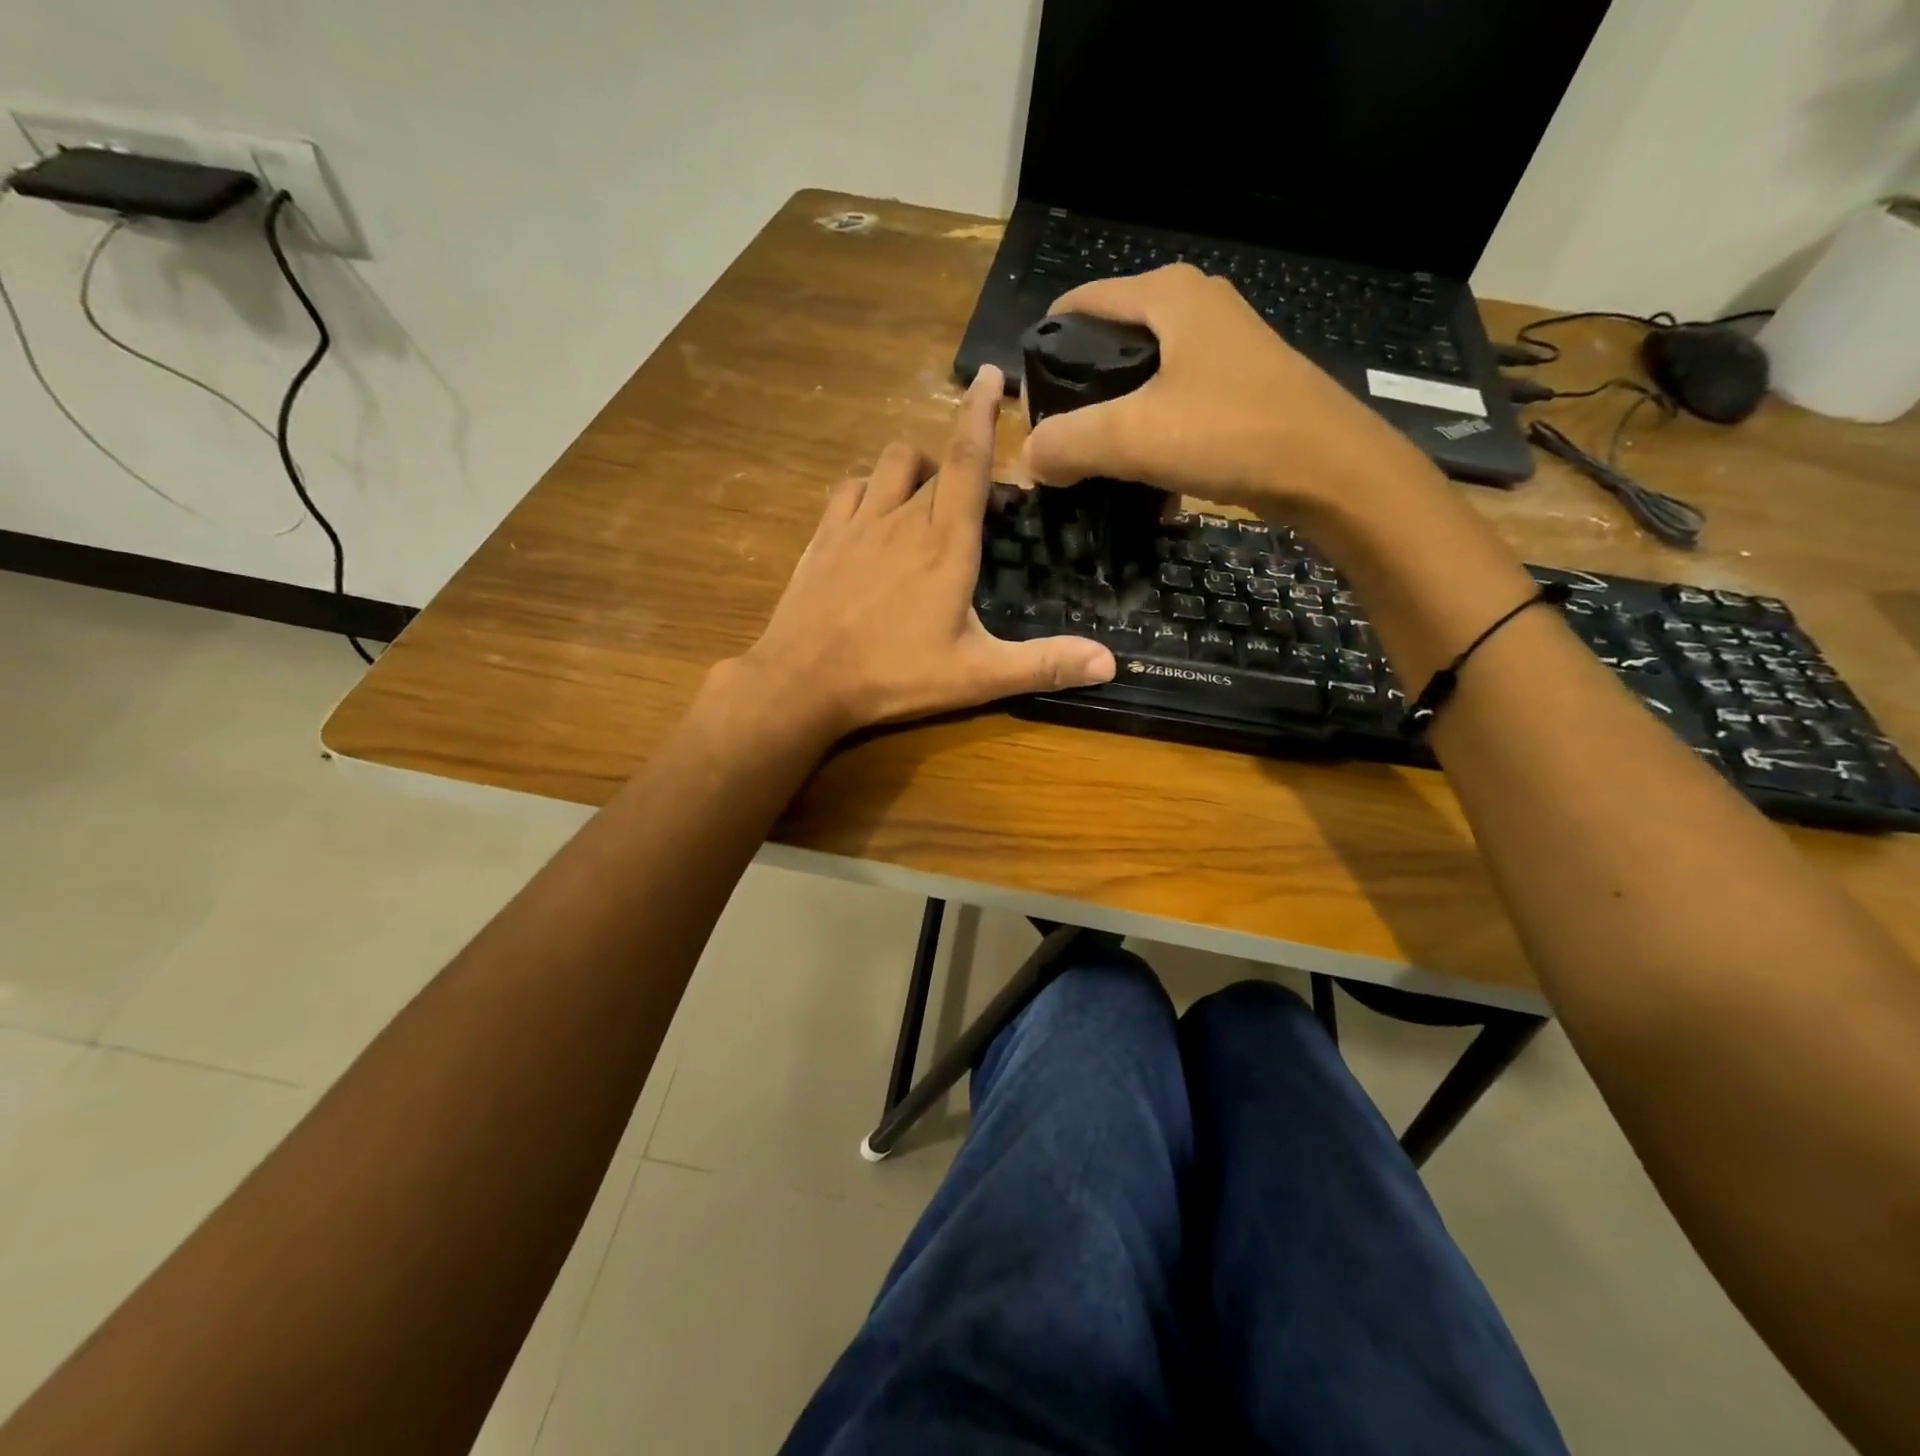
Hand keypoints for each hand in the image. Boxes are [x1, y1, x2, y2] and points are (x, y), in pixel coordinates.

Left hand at [728, 366, 1115, 738]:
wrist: (803, 682)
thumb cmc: (894, 676)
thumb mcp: (977, 676)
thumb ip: (1043, 664)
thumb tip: (1110, 664)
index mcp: (946, 544)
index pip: (969, 460)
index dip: (981, 414)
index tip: (991, 375)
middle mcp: (902, 519)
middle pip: (936, 462)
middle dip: (959, 459)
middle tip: (976, 493)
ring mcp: (857, 524)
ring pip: (890, 464)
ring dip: (915, 468)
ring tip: (927, 498)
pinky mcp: (824, 538)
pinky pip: (850, 489)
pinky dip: (869, 488)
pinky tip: (874, 514)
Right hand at [1016, 264, 1435, 515]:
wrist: (1329, 470)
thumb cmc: (1229, 432)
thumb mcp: (1133, 436)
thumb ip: (1068, 442)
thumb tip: (1029, 457)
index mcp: (1167, 296)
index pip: (1081, 305)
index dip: (1045, 349)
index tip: (1028, 404)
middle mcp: (1196, 308)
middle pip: (1112, 342)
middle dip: (1079, 391)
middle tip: (1058, 441)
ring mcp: (1223, 348)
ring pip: (1144, 378)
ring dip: (1115, 418)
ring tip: (1092, 462)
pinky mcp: (1240, 388)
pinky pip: (1174, 403)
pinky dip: (1151, 432)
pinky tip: (1142, 472)